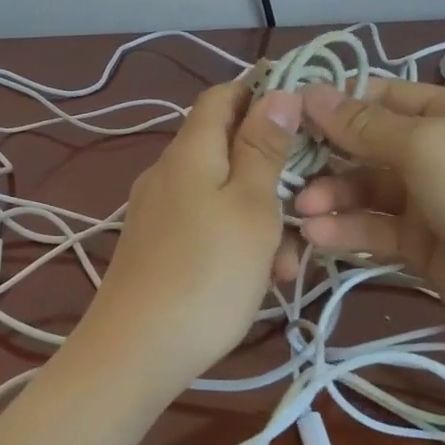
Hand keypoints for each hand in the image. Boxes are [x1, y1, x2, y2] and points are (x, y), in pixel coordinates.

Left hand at [78, 79, 300, 390]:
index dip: (262, 92)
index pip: (223, 96)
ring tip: (288, 265)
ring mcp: (158, 212)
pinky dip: (237, 242)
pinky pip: (205, 226)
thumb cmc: (207, 275)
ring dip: (262, 219)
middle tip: (309, 211)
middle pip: (228, 150)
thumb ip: (263, 149)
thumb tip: (277, 93)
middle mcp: (168, 172)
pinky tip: (259, 279)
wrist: (136, 352)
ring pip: (223, 196)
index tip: (307, 115)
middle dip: (274, 175)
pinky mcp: (156, 247)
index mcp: (190, 152)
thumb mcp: (251, 208)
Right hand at [283, 80, 444, 379]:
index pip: (381, 96)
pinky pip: (375, 228)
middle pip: (367, 144)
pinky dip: (347, 229)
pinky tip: (318, 237)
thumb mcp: (430, 150)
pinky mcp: (422, 245)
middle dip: (326, 156)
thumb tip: (310, 92)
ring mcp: (431, 201)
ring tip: (301, 213)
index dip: (333, 102)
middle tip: (283, 172)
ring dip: (331, 197)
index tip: (283, 116)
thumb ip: (366, 125)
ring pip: (365, 189)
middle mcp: (441, 150)